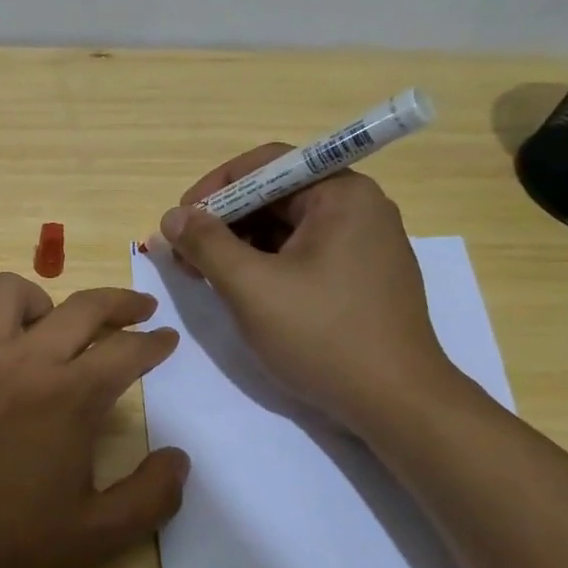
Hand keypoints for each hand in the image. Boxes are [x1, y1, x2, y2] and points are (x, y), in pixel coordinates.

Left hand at [0, 273, 189, 567]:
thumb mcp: (93, 538)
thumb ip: (150, 497)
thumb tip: (178, 458)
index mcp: (69, 396)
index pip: (127, 349)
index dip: (155, 342)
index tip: (166, 339)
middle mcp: (22, 359)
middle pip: (83, 306)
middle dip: (121, 302)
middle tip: (138, 309)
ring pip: (10, 292)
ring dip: (44, 302)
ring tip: (51, 327)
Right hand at [159, 147, 457, 432]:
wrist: (395, 402)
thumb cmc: (322, 335)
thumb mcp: (251, 287)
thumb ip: (206, 244)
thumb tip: (172, 216)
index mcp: (341, 195)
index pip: (266, 164)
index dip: (214, 188)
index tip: (180, 221)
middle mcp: (358, 208)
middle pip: (275, 195)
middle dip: (223, 221)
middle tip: (185, 255)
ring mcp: (363, 244)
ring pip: (286, 228)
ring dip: (239, 245)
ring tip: (204, 275)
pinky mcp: (360, 277)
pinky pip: (302, 254)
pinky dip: (265, 264)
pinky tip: (240, 290)